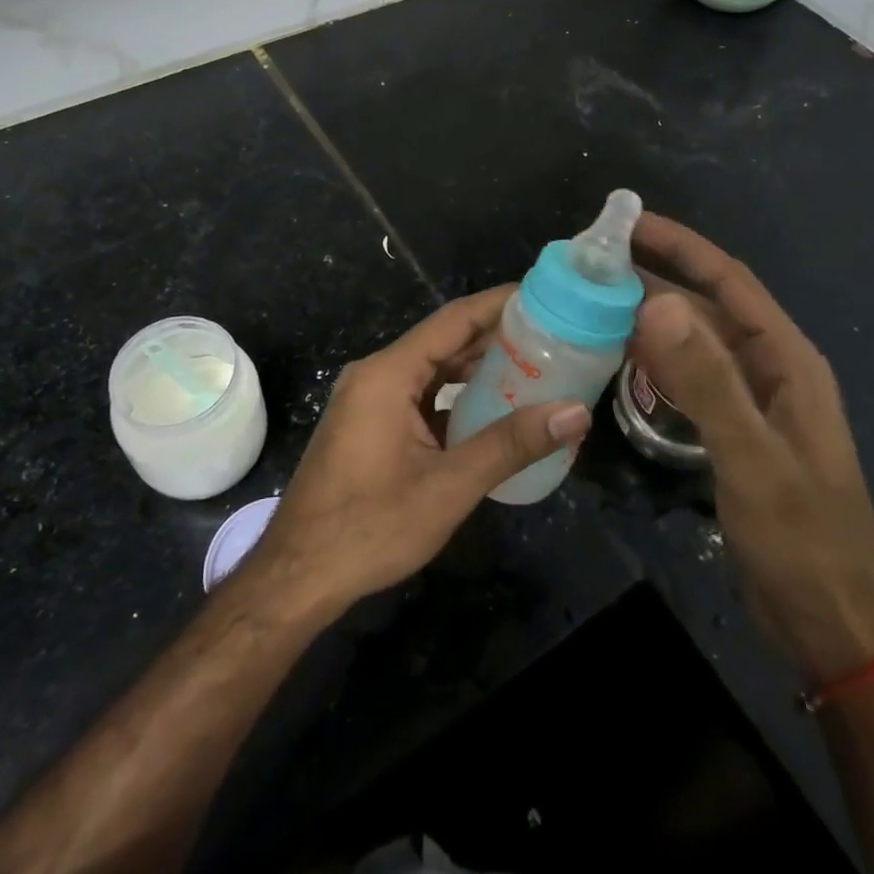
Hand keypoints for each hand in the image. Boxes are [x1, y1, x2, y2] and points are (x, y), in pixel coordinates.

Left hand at [247, 286, 591, 620]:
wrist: (298, 576)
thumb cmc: (370, 527)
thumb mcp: (448, 486)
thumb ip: (512, 444)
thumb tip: (576, 413)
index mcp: (388, 373)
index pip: (454, 319)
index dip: (500, 304)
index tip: (544, 296)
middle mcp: (376, 374)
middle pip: (444, 341)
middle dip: (496, 337)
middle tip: (552, 337)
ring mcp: (369, 400)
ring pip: (432, 370)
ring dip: (477, 369)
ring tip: (534, 368)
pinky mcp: (369, 424)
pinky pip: (420, 395)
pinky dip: (456, 397)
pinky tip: (492, 411)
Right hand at [630, 214, 873, 682]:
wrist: (832, 621)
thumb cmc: (802, 536)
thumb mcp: (753, 455)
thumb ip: (707, 380)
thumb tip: (655, 302)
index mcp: (786, 359)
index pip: (728, 281)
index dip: (682, 246)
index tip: (630, 223)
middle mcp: (770, 369)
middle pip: (707, 308)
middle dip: (655, 280)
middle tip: (593, 267)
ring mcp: (753, 402)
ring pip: (694, 344)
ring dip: (651, 321)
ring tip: (594, 305)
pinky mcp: (735, 432)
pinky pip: (690, 380)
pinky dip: (656, 363)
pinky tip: (620, 361)